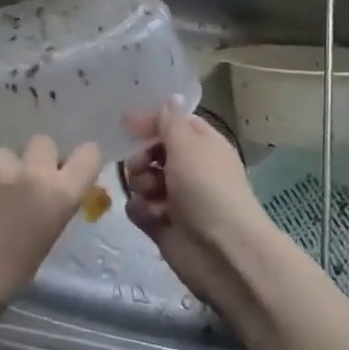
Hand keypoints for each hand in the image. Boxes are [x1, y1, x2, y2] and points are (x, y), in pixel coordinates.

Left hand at [0, 136, 104, 321]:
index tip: (68, 169)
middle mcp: (31, 171)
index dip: (80, 160)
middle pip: (44, 143)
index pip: (88, 155)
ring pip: (6, 153)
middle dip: (36, 159)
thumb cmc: (5, 276)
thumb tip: (53, 187)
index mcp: (58, 195)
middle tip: (22, 183)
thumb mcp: (45, 239)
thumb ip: (53, 204)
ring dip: (1, 169)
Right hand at [122, 96, 270, 309]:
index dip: (151, 121)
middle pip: (153, 152)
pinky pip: (140, 209)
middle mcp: (190, 169)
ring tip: (151, 195)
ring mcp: (176, 199)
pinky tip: (151, 217)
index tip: (125, 123)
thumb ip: (171, 121)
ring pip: (142, 181)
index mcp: (202, 145)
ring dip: (140, 185)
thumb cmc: (206, 188)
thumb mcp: (187, 145)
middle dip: (141, 157)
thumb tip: (172, 97)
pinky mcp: (163, 225)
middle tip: (140, 165)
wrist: (223, 252)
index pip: (173, 123)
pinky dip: (142, 211)